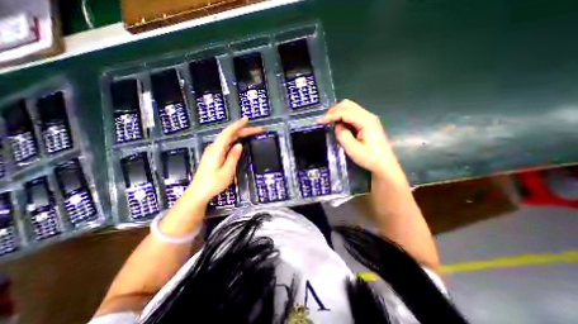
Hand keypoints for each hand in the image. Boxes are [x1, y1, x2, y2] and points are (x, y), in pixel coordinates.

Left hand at [183, 117, 263, 205]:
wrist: (198, 193)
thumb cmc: (213, 184)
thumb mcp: (227, 171)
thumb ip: (233, 157)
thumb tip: (239, 145)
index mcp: (216, 150)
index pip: (228, 133)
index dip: (238, 125)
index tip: (247, 119)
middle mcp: (214, 147)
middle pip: (230, 135)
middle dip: (244, 130)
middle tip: (258, 130)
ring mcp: (213, 151)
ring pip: (228, 139)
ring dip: (240, 134)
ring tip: (252, 133)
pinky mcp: (214, 155)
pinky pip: (226, 144)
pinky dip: (235, 140)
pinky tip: (240, 141)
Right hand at [319, 101, 400, 177]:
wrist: (384, 164)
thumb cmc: (370, 158)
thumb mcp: (353, 150)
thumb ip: (342, 135)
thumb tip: (337, 126)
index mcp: (366, 121)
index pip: (345, 112)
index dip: (330, 115)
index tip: (319, 122)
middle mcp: (368, 115)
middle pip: (348, 105)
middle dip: (333, 111)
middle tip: (323, 121)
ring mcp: (368, 118)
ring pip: (350, 107)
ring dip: (337, 112)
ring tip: (328, 121)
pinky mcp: (367, 122)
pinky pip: (352, 113)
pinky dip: (342, 116)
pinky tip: (338, 123)